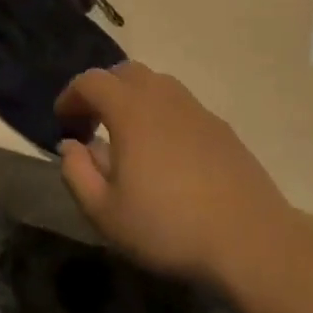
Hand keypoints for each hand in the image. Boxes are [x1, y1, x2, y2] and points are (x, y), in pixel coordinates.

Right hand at [54, 61, 292, 283]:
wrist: (250, 239)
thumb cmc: (168, 227)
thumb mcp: (105, 213)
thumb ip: (77, 173)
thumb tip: (71, 146)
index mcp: (131, 111)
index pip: (92, 81)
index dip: (71, 96)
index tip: (63, 122)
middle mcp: (164, 98)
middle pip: (126, 72)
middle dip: (102, 90)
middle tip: (92, 124)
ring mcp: (198, 110)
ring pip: (158, 84)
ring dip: (134, 99)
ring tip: (127, 137)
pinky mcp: (222, 128)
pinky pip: (182, 105)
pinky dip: (162, 114)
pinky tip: (165, 153)